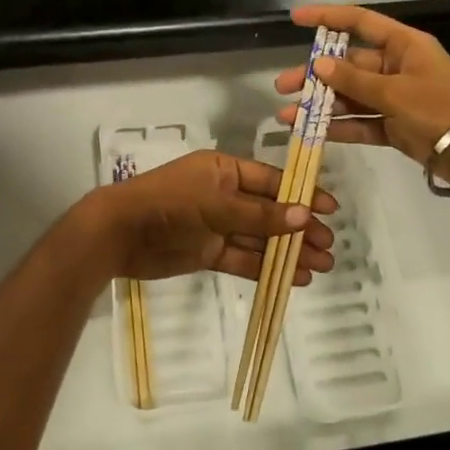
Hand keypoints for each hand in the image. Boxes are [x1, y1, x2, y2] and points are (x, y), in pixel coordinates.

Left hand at [78, 149, 336, 285]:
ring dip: (288, 251)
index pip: (271, 181)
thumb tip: (303, 215)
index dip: (301, 194)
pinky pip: (243, 258)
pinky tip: (294, 278)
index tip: (329, 209)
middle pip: (269, 211)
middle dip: (299, 228)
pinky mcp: (208, 252)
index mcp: (225, 171)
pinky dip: (266, 267)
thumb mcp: (217, 204)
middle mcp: (224, 195)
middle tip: (329, 246)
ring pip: (260, 238)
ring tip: (322, 266)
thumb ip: (260, 213)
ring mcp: (216, 225)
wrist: (120, 233)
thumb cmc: (170, 204)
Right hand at [274, 4, 449, 193]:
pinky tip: (313, 132)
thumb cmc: (441, 109)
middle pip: (348, 65)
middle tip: (283, 86)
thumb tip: (318, 63)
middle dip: (314, 75)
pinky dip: (340, 126)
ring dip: (321, 105)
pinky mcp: (396, 127)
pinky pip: (362, 122)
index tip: (296, 19)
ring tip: (288, 115)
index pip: (359, 22)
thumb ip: (354, 79)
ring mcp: (396, 98)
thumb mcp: (395, 92)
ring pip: (351, 96)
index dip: (327, 17)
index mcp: (403, 46)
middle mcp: (397, 67)